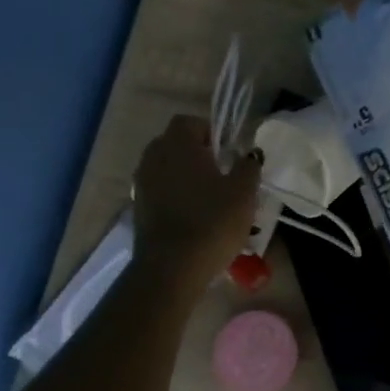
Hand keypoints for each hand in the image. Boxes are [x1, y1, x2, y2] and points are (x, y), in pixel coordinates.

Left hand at [131, 116, 261, 289]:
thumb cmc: (212, 221)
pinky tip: (194, 217)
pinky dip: (175, 197)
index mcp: (177, 144)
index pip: (190, 122)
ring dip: (185, 177)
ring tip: (209, 199)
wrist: (172, 268)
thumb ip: (248, 166)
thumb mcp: (243, 192)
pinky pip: (160, 191)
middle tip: (221, 174)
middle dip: (197, 154)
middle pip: (175, 144)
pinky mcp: (139, 209)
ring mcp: (142, 184)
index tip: (228, 153)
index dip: (210, 132)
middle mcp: (153, 157)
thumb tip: (250, 154)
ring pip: (167, 169)